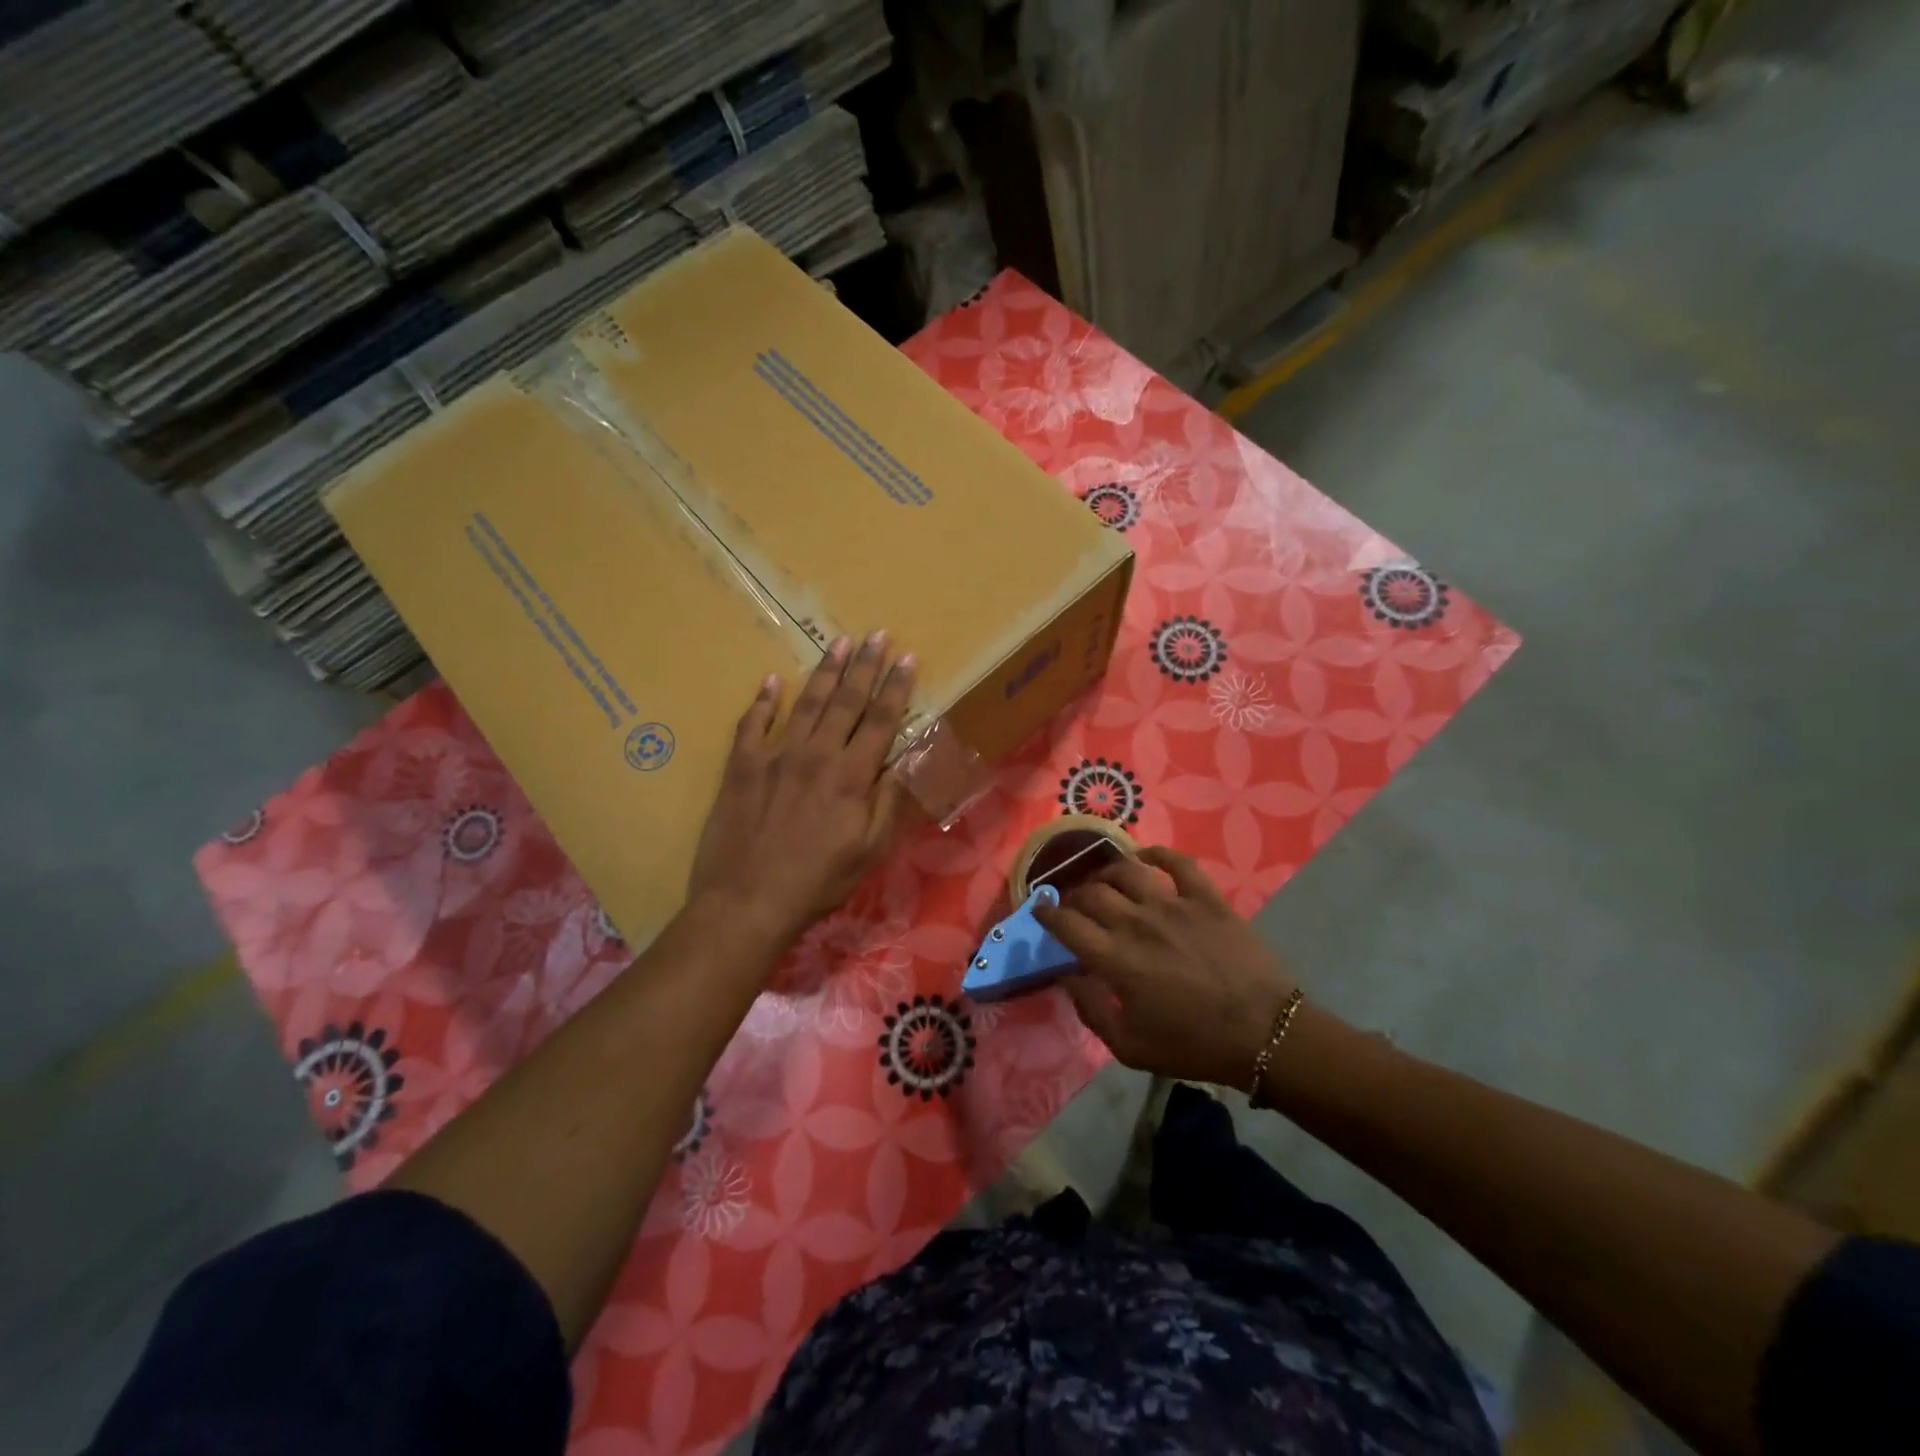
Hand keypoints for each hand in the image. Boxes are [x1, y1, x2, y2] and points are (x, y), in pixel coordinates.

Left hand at [689, 631, 914, 945]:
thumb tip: (905, 761)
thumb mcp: (868, 851)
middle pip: (846, 700)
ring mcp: (775, 755)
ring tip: (840, 643)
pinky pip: (753, 723)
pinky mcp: (741, 765)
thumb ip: (887, 802)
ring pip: (806, 702)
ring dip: (825, 670)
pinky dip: (763, 700)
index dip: (897, 688)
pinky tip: (771, 680)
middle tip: (877, 634)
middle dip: (865, 666)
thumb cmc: (817, 882)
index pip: (881, 721)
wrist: (747, 901)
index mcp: (852, 776)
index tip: (907, 658)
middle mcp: (817, 754)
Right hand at [1034, 847, 1299, 1089]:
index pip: (1067, 924)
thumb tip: (1068, 977)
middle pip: (1091, 893)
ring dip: (1106, 872)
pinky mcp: (1206, 898)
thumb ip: (1091, 1010)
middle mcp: (1137, 923)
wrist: (1264, 1034)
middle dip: (1073, 896)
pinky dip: (1156, 853)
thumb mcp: (1130, 1048)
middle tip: (1074, 905)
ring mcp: (1173, 904)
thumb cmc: (1194, 1045)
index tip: (1040, 910)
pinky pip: (1177, 862)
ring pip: (1126, 871)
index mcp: (1116, 959)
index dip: (1047, 914)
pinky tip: (1144, 857)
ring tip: (1103, 881)